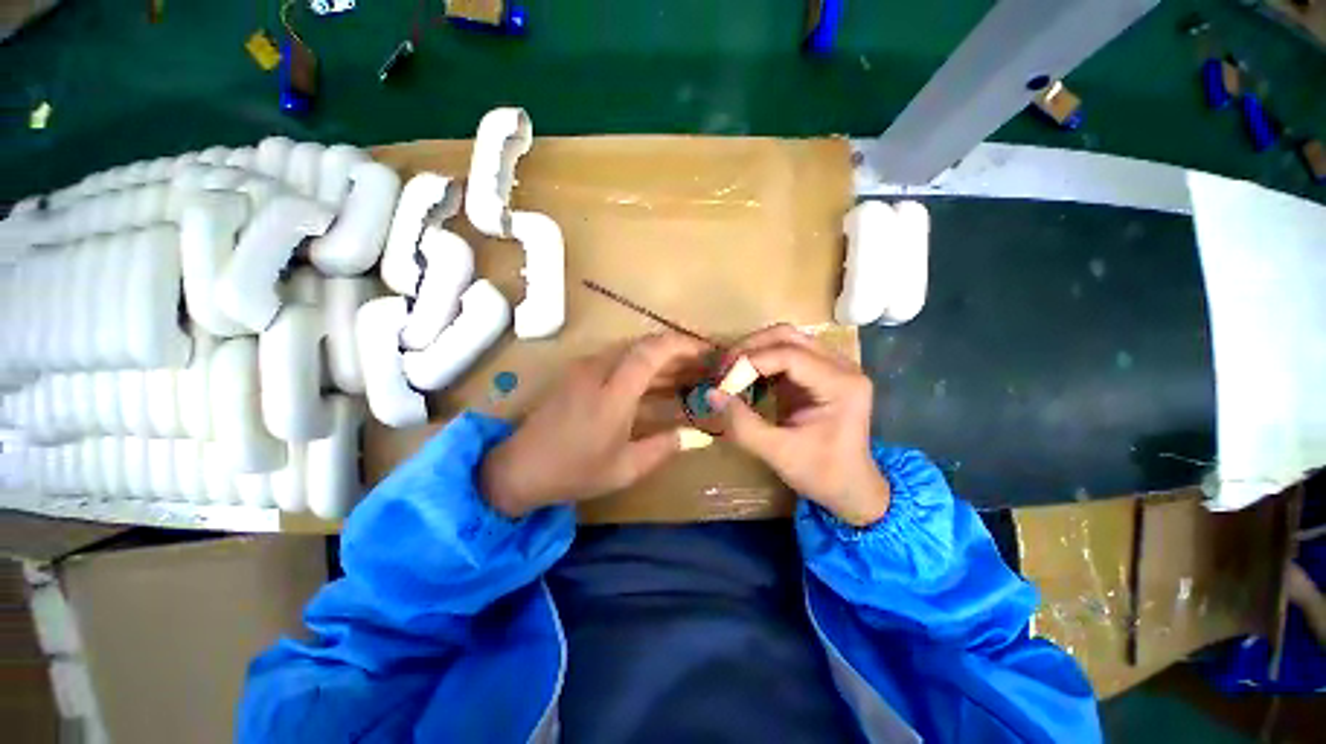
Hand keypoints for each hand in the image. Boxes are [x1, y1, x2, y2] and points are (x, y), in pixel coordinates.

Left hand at [482, 333, 711, 517]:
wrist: (519, 468)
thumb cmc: (574, 471)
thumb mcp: (625, 468)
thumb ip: (665, 447)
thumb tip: (699, 436)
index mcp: (612, 392)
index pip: (652, 352)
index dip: (683, 345)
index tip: (707, 351)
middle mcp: (598, 369)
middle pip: (644, 345)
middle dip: (677, 351)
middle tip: (702, 365)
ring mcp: (585, 368)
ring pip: (631, 350)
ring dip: (660, 359)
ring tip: (686, 374)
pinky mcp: (578, 372)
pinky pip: (618, 360)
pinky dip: (642, 366)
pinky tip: (656, 384)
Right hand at [709, 324, 888, 525]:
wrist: (850, 487)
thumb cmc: (821, 473)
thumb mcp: (778, 453)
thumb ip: (742, 423)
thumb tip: (711, 393)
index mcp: (841, 385)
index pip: (789, 355)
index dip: (751, 361)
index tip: (723, 380)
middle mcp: (841, 366)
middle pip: (788, 336)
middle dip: (750, 348)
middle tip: (723, 370)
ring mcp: (832, 366)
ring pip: (785, 339)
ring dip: (754, 351)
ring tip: (730, 372)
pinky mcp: (819, 371)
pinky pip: (785, 353)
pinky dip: (761, 361)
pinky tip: (746, 378)